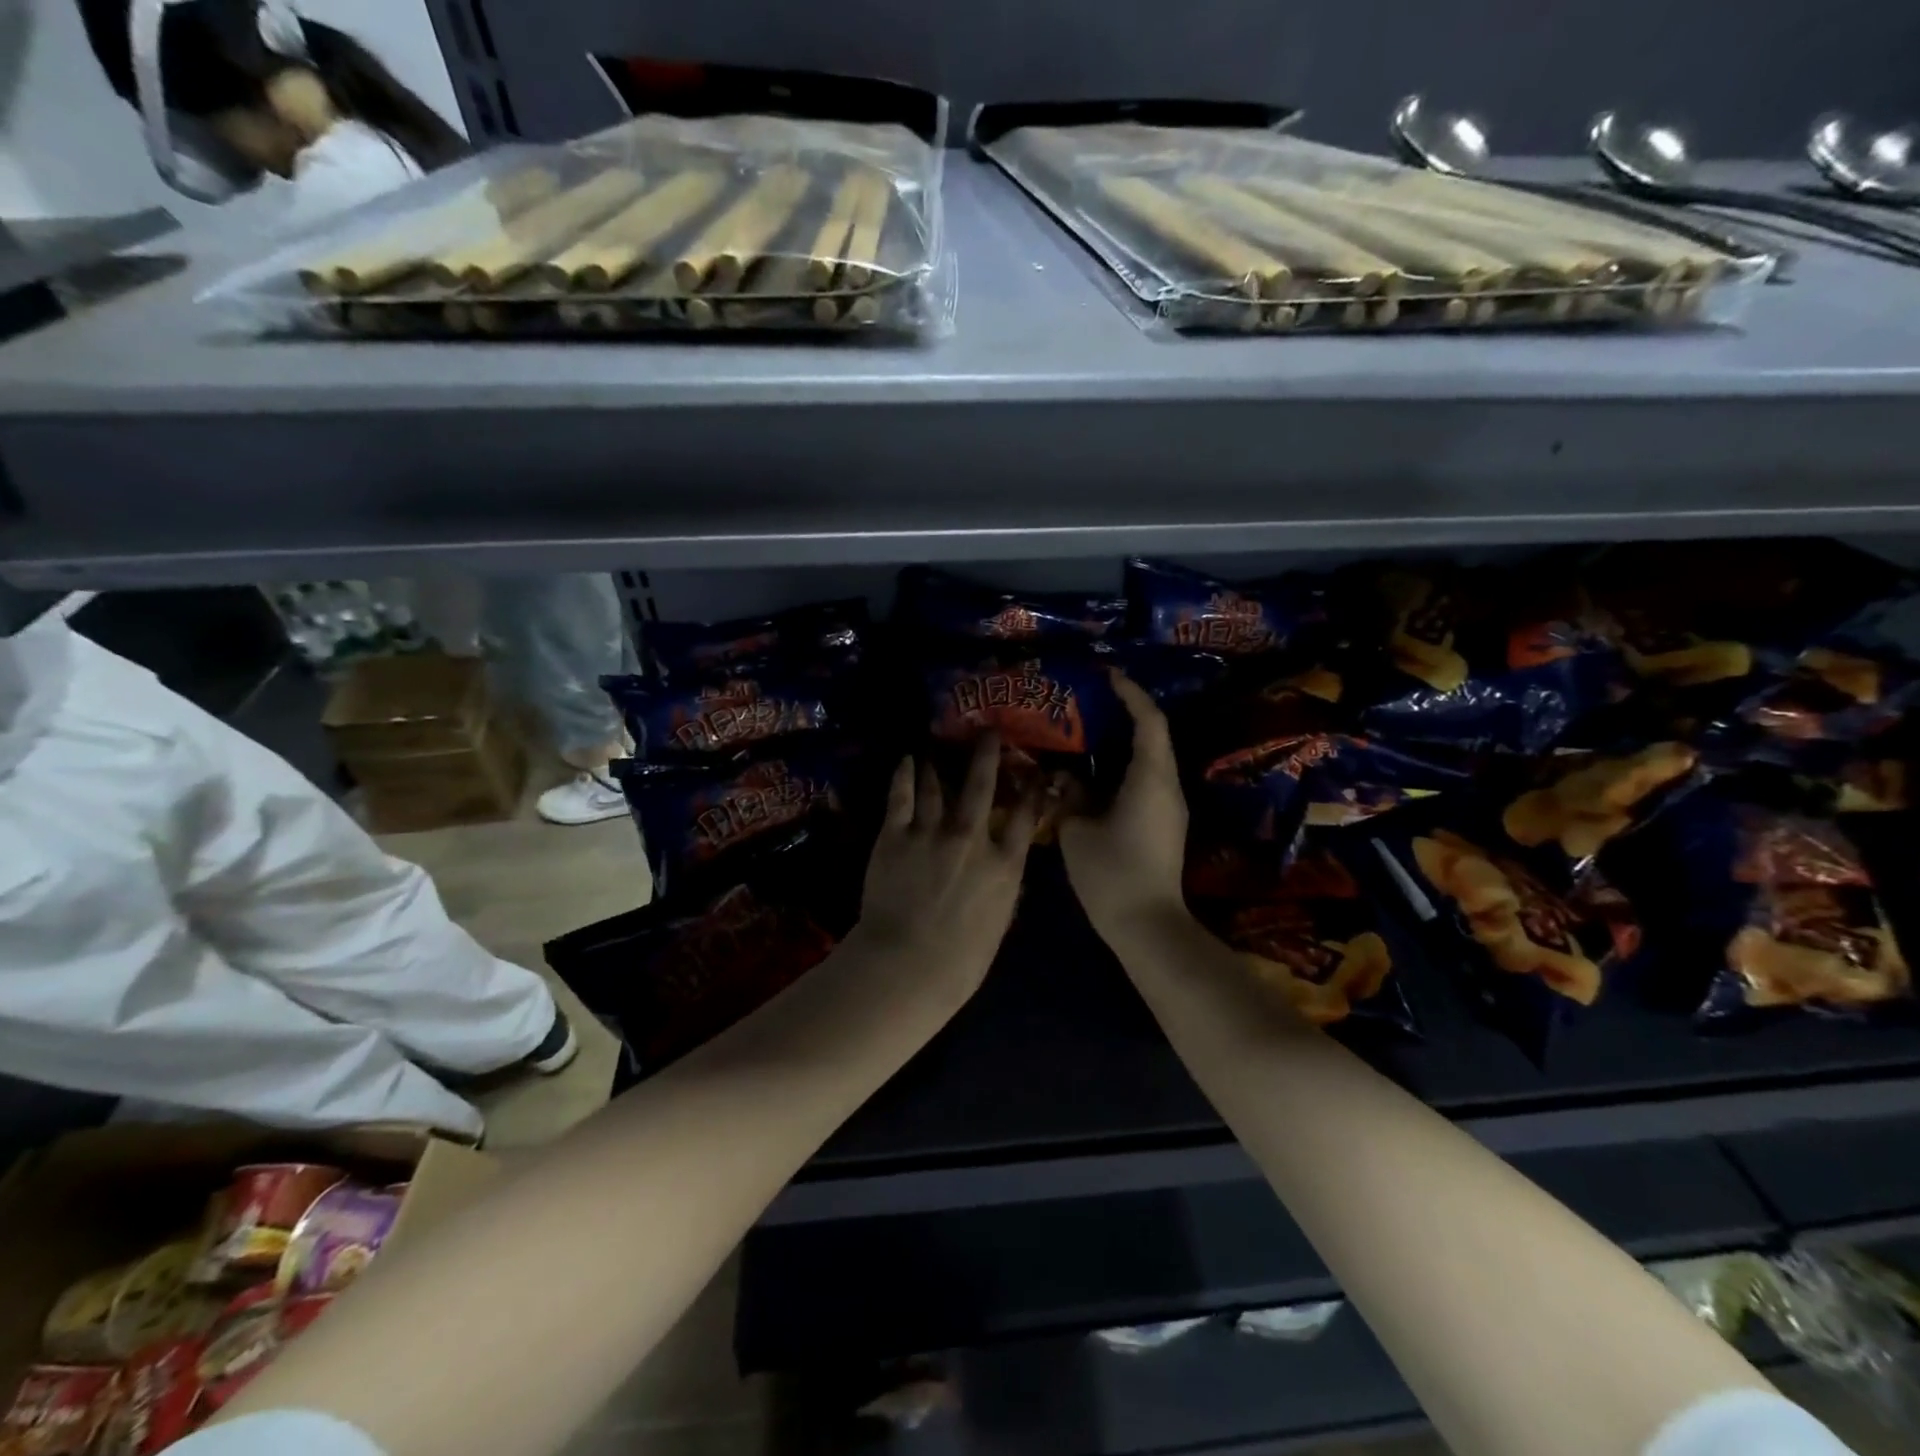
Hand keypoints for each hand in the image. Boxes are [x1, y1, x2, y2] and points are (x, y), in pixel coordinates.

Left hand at [857, 733, 1037, 994]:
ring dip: (940, 764)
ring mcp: (931, 833)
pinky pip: (901, 796)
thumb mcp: (999, 923)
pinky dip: (905, 775)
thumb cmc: (960, 960)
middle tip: (988, 730)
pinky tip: (907, 761)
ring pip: (937, 786)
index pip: (1024, 816)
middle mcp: (971, 838)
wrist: (906, 966)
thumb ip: (1005, 888)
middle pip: (981, 785)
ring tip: (939, 744)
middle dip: (987, 754)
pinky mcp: (895, 836)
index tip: (1033, 771)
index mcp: (1004, 864)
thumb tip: (1007, 866)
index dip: (1030, 790)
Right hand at [1059, 672, 1189, 940]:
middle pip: (1152, 736)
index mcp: (1150, 778)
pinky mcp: (1163, 824)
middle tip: (1089, 700)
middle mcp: (1166, 786)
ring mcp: (1169, 807)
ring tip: (1086, 732)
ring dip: (1122, 742)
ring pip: (1148, 760)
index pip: (1148, 721)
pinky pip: (1144, 780)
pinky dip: (1121, 766)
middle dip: (1125, 713)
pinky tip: (1094, 772)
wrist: (1148, 926)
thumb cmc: (1112, 873)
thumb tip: (1064, 776)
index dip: (1130, 693)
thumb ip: (1069, 795)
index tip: (1107, 675)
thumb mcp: (1077, 830)